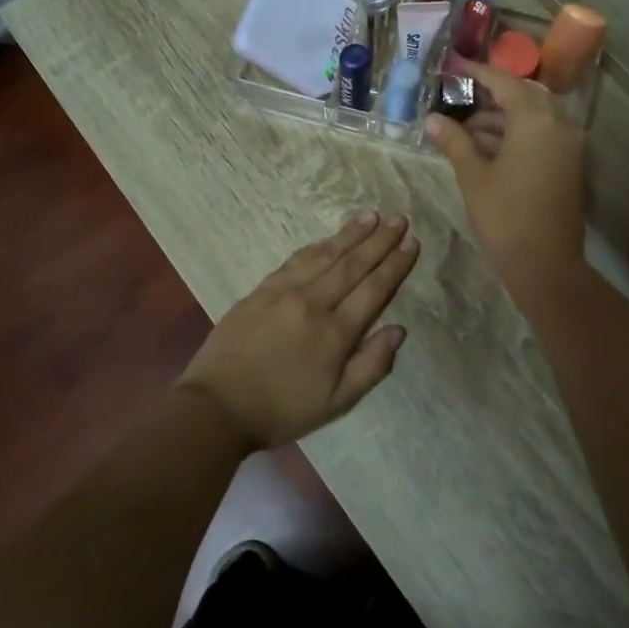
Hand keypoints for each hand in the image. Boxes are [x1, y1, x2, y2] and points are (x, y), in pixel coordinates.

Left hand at [176, 211, 419, 449]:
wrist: (216, 406)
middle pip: (353, 264)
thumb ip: (371, 366)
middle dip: (379, 241)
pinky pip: (296, 259)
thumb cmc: (281, 410)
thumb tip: (399, 330)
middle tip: (400, 220)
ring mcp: (284, 292)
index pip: (374, 289)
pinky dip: (317, 245)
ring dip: (350, 234)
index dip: (395, 265)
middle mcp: (313, 303)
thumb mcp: (336, 403)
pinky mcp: (261, 289)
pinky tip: (329, 238)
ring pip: (325, 255)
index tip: (412, 243)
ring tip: (371, 216)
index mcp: (335, 333)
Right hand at [424, 61, 586, 302]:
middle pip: (523, 97)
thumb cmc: (505, 217)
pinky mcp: (569, 165)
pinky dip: (516, 135)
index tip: (454, 68)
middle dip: (490, 96)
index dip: (477, 73)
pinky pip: (541, 136)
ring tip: (464, 130)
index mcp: (536, 120)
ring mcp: (568, 146)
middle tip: (458, 99)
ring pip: (532, 118)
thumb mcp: (473, 176)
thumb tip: (433, 119)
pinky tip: (485, 148)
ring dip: (501, 119)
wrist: (546, 265)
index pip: (504, 83)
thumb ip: (454, 141)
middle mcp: (559, 125)